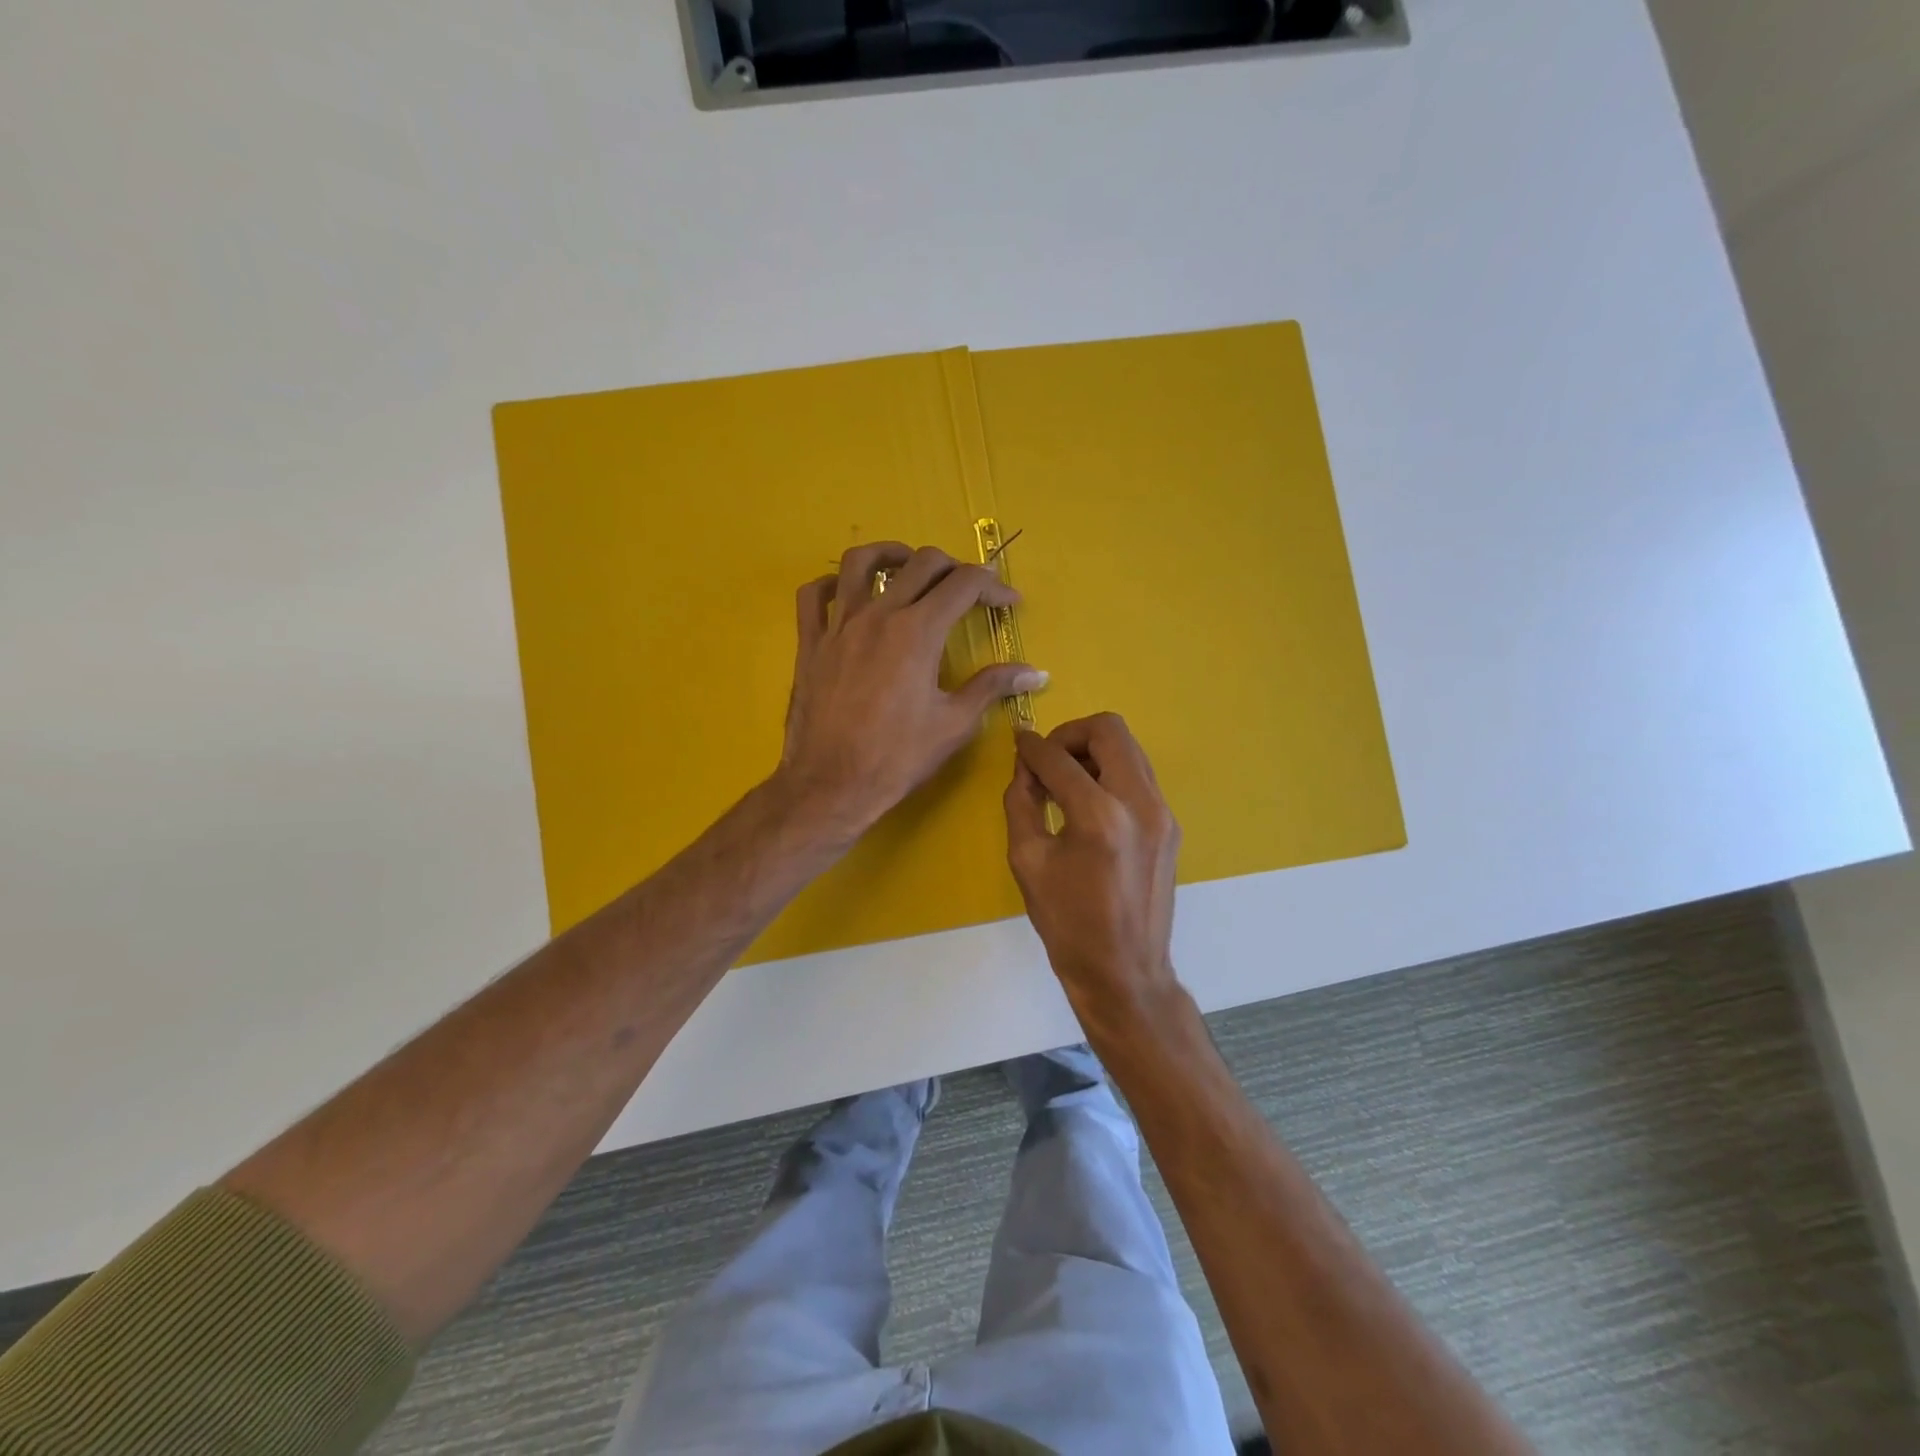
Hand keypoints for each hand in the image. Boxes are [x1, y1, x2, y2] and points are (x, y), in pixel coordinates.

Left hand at [780, 542, 1046, 833]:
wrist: (831, 784)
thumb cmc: (897, 757)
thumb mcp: (955, 723)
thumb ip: (993, 687)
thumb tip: (1036, 673)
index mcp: (918, 631)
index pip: (964, 584)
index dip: (993, 586)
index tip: (1009, 602)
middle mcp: (879, 615)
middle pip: (921, 563)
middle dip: (954, 567)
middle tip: (969, 589)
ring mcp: (839, 625)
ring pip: (861, 562)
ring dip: (892, 554)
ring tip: (909, 567)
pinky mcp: (811, 643)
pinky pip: (814, 595)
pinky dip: (833, 583)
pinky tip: (850, 594)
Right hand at [1004, 713, 1182, 1024]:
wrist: (1124, 972)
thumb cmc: (1068, 924)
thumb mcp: (1027, 861)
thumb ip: (1021, 802)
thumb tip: (1026, 767)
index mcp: (1099, 817)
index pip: (1059, 759)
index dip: (1032, 747)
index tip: (1018, 744)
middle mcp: (1140, 803)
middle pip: (1109, 729)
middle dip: (1071, 734)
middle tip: (1048, 760)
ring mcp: (1163, 813)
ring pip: (1129, 748)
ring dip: (1093, 751)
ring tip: (1066, 781)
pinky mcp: (1170, 825)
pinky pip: (1139, 776)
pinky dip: (1110, 773)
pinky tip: (1089, 802)